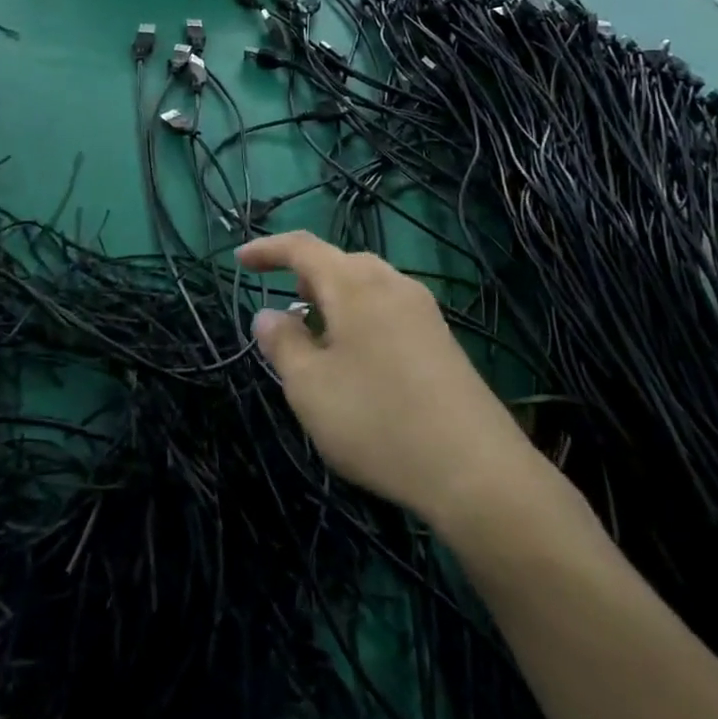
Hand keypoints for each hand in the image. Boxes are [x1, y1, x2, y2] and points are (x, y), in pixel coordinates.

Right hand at [239, 231, 552, 529]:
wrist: (478, 471)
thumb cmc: (378, 420)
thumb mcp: (309, 387)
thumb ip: (282, 343)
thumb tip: (268, 314)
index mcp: (354, 284)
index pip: (302, 247)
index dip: (267, 249)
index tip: (239, 259)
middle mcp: (392, 284)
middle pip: (339, 263)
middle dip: (304, 278)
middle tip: (283, 308)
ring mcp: (423, 311)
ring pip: (366, 287)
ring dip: (334, 301)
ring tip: (317, 337)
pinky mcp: (442, 341)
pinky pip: (388, 310)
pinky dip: (360, 319)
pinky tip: (358, 362)